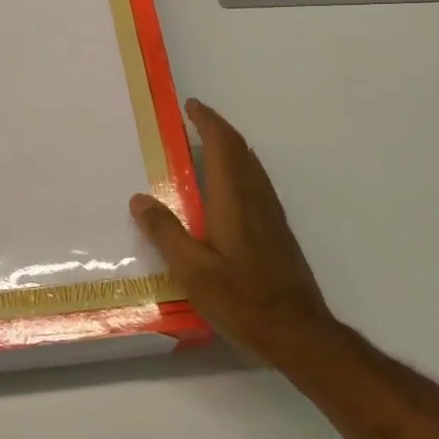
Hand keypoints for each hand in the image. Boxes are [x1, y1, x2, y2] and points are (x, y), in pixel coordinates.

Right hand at [131, 99, 336, 365]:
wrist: (299, 333)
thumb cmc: (242, 299)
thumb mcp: (192, 270)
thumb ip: (165, 232)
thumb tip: (139, 198)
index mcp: (234, 199)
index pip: (223, 145)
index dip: (207, 121)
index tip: (190, 106)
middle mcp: (256, 198)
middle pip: (240, 150)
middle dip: (218, 129)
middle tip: (194, 119)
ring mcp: (272, 215)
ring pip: (252, 166)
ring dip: (231, 147)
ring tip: (206, 146)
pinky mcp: (278, 232)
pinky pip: (257, 183)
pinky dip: (239, 168)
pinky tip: (228, 189)